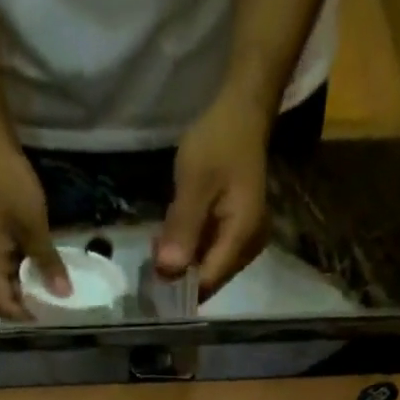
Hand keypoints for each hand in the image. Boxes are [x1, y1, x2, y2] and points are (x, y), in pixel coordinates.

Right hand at [0, 141, 67, 321]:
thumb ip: (48, 262)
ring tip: (61, 294)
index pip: (5, 308)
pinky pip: (21, 266)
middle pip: (10, 299)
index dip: (26, 317)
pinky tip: (54, 271)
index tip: (51, 318)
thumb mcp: (34, 227)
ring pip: (17, 283)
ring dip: (37, 289)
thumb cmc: (10, 187)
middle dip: (34, 306)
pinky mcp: (6, 239)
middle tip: (61, 310)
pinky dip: (36, 272)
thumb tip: (65, 295)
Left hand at [157, 87, 273, 299]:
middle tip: (151, 257)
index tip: (151, 279)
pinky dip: (190, 252)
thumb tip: (166, 272)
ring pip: (207, 270)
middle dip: (179, 276)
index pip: (206, 282)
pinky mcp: (237, 236)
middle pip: (208, 280)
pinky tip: (174, 238)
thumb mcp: (194, 182)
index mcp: (242, 239)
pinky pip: (210, 255)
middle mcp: (248, 250)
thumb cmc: (219, 141)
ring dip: (182, 264)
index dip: (179, 286)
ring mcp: (244, 245)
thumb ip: (182, 228)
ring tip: (159, 246)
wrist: (242, 112)